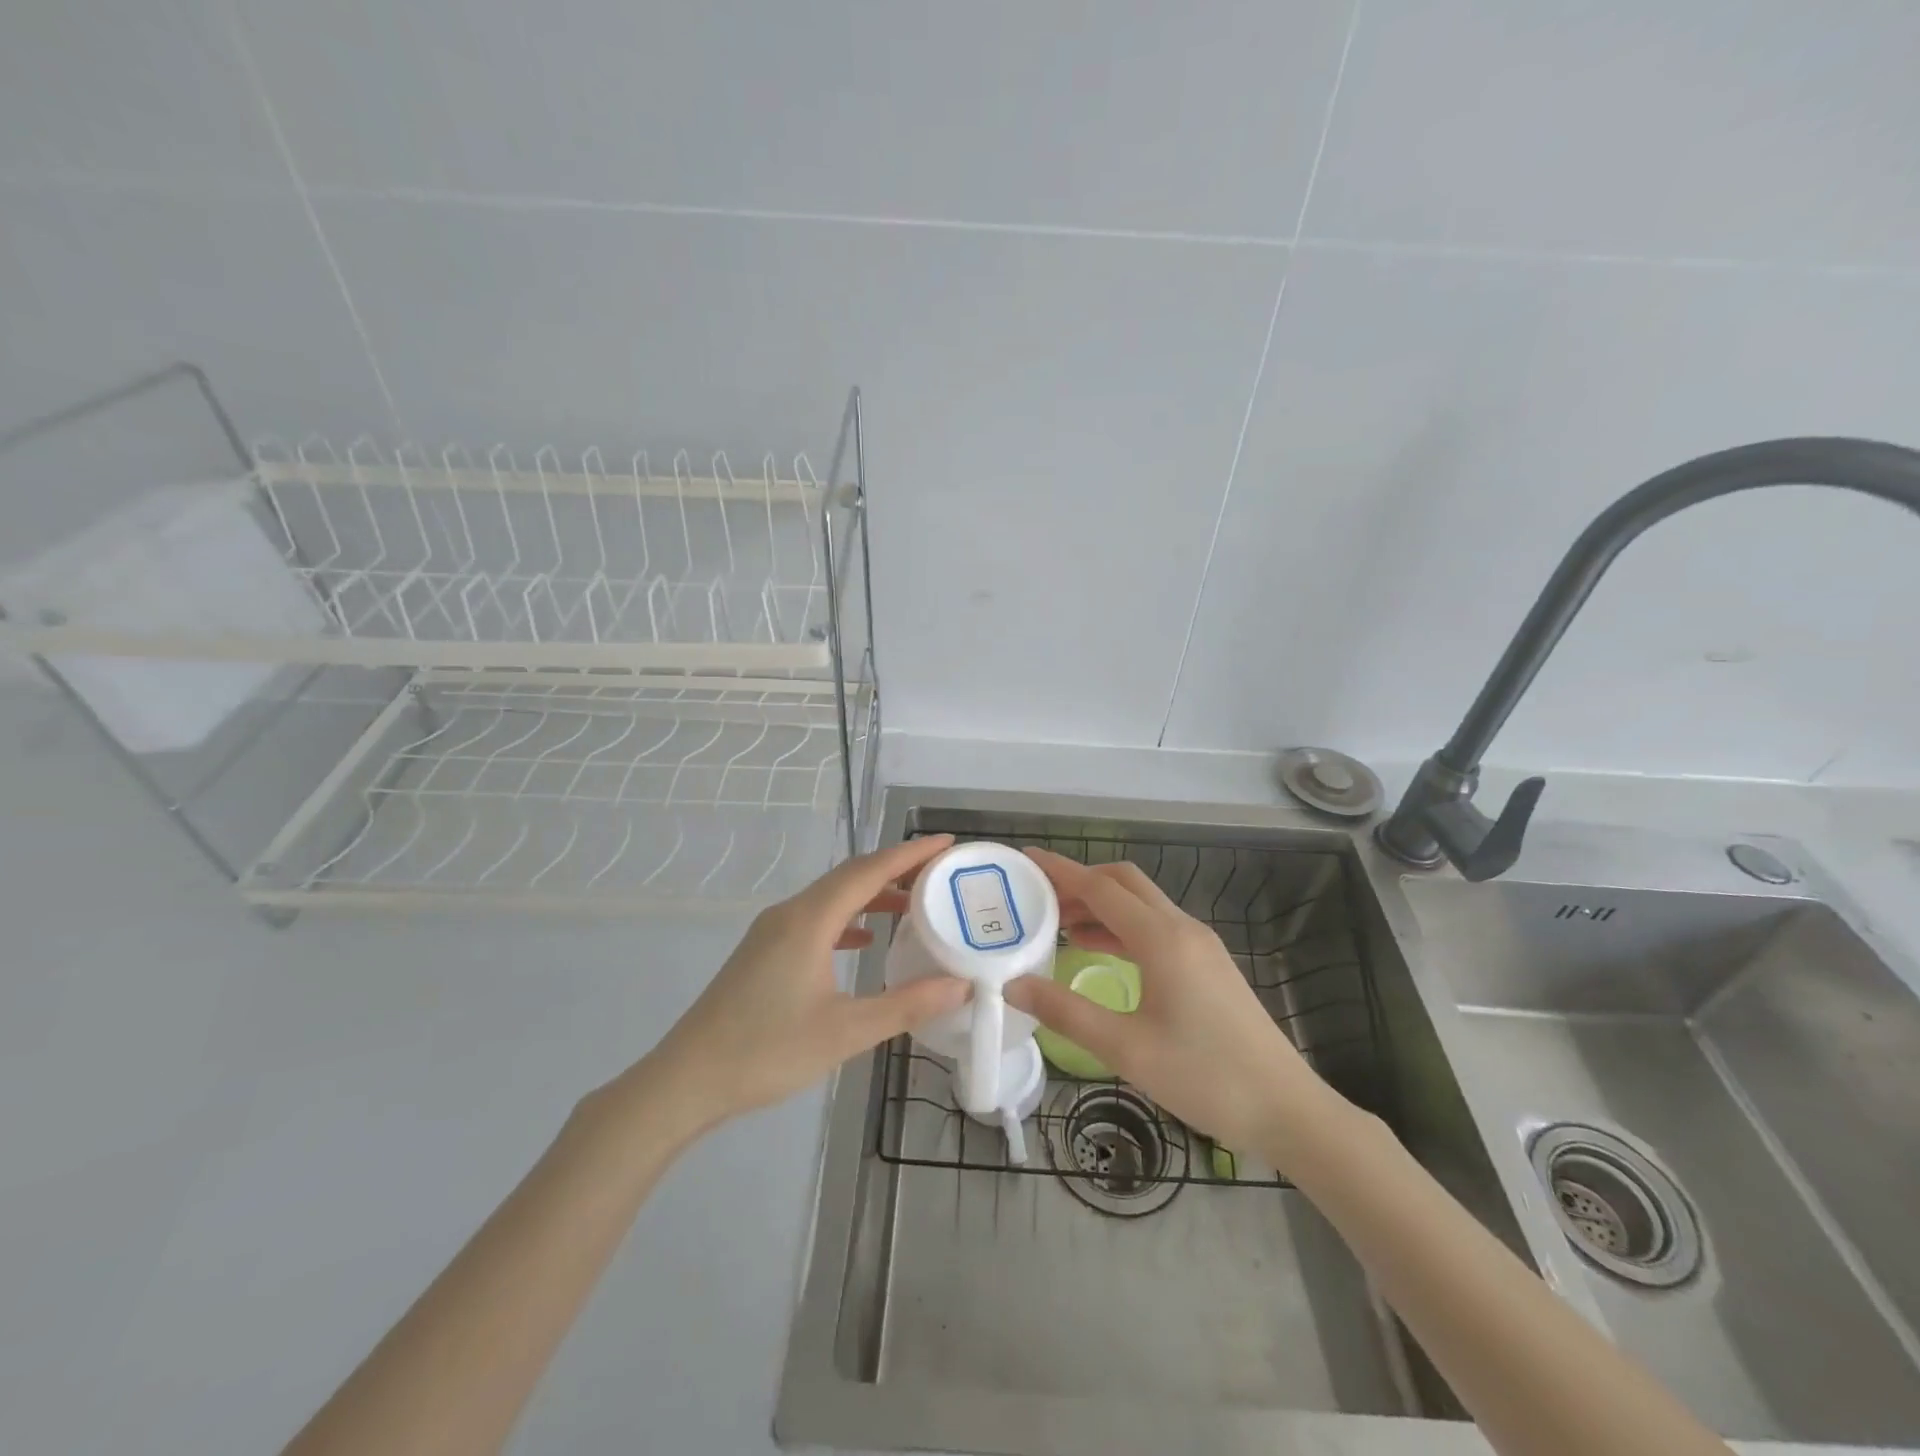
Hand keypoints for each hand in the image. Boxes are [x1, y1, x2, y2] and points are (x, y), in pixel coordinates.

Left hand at [642, 835, 969, 1130]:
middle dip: (896, 869)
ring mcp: (772, 931)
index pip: (869, 871)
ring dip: (872, 895)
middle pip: (850, 876)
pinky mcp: (763, 951)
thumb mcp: (845, 1031)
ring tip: (912, 905)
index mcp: (810, 920)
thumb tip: (961, 985)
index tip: (948, 843)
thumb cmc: (767, 1051)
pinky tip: (864, 940)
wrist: (687, 1079)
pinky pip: (816, 919)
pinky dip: (847, 919)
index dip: (910, 854)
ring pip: (831, 897)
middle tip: (939, 872)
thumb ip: (906, 1005)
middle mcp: (790, 913)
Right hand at [1005, 848, 1348, 1161]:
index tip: (1025, 858)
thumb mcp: (1126, 1049)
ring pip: (1142, 905)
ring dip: (1101, 905)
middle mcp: (1182, 928)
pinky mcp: (1209, 964)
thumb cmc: (1205, 1076)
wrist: (1287, 1109)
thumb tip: (1014, 986)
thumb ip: (1066, 1012)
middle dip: (1080, 882)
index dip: (1060, 870)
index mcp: (1161, 939)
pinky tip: (1101, 951)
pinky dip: (1122, 927)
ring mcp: (1200, 945)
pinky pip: (1156, 927)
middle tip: (1039, 898)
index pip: (1100, 888)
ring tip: (1059, 925)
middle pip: (1124, 883)